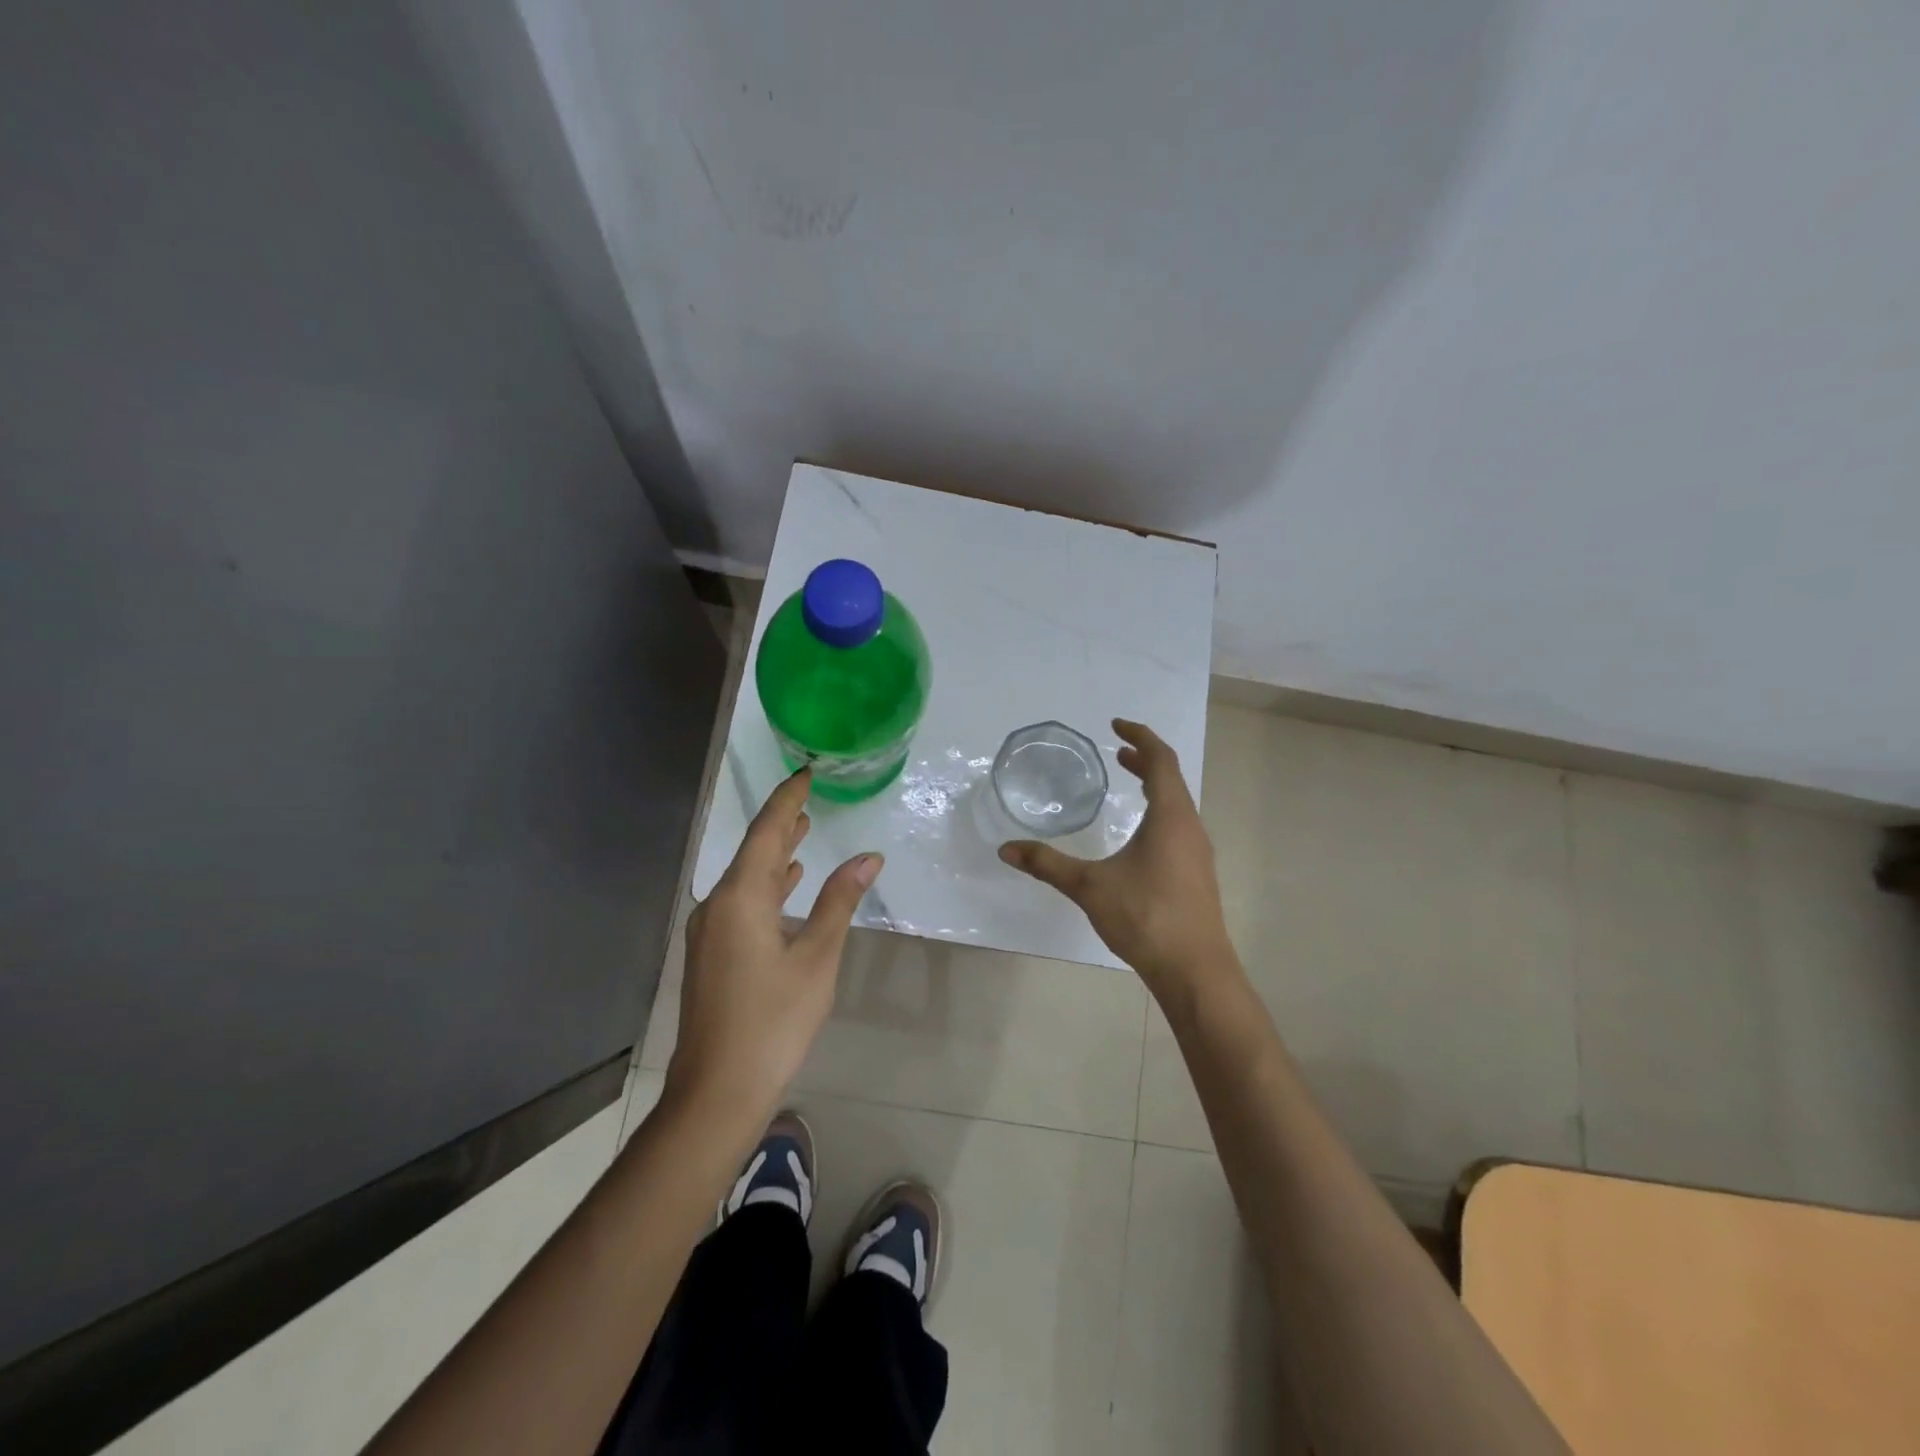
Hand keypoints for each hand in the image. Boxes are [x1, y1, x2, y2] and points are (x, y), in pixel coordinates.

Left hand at [667, 768, 881, 1118]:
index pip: (767, 831)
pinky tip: (789, 885)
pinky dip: (769, 885)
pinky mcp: (713, 952)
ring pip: (748, 877)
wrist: (717, 1092)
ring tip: (804, 829)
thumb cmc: (773, 1021)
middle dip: (783, 822)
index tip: (806, 773)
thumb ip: (840, 901)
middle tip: (810, 795)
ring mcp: (711, 930)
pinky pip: (743, 901)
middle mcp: (718, 904)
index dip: (788, 800)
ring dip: (777, 853)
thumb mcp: (817, 958)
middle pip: (754, 851)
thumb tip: (868, 858)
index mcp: (741, 897)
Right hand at [999, 719, 1233, 995]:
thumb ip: (1047, 864)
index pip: (1160, 760)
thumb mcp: (1089, 886)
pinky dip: (1158, 812)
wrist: (1195, 970)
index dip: (1140, 736)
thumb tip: (1006, 849)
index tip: (1116, 725)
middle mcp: (1189, 827)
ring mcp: (1197, 852)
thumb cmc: (1145, 916)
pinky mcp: (1197, 874)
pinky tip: (1139, 836)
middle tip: (1117, 753)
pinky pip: (1179, 826)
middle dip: (1144, 760)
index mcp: (1170, 816)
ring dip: (1154, 787)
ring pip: (1177, 804)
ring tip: (1129, 784)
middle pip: (1171, 779)